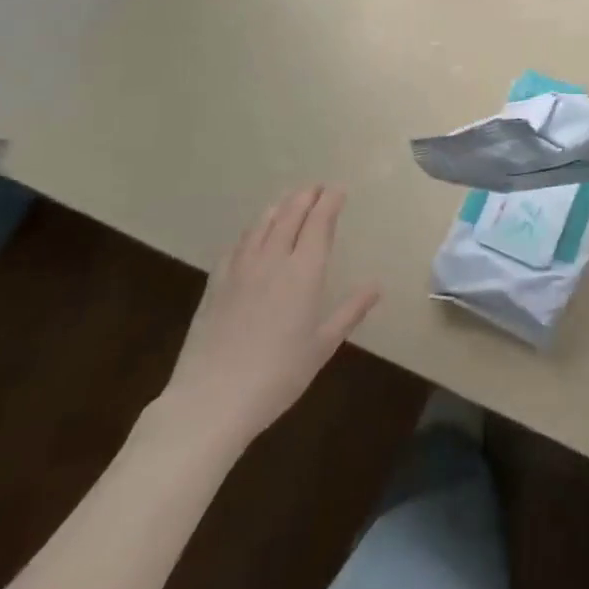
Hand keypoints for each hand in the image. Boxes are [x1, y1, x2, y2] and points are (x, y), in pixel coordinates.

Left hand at [156, 186, 379, 454]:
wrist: (211, 401)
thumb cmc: (277, 376)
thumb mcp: (322, 346)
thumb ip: (350, 311)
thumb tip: (377, 286)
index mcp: (304, 271)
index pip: (319, 222)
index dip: (330, 201)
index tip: (338, 190)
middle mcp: (273, 259)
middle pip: (290, 214)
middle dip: (306, 196)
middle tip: (316, 188)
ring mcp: (241, 268)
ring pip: (262, 224)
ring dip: (279, 207)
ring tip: (289, 201)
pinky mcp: (216, 283)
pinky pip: (238, 244)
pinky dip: (253, 230)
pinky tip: (253, 235)